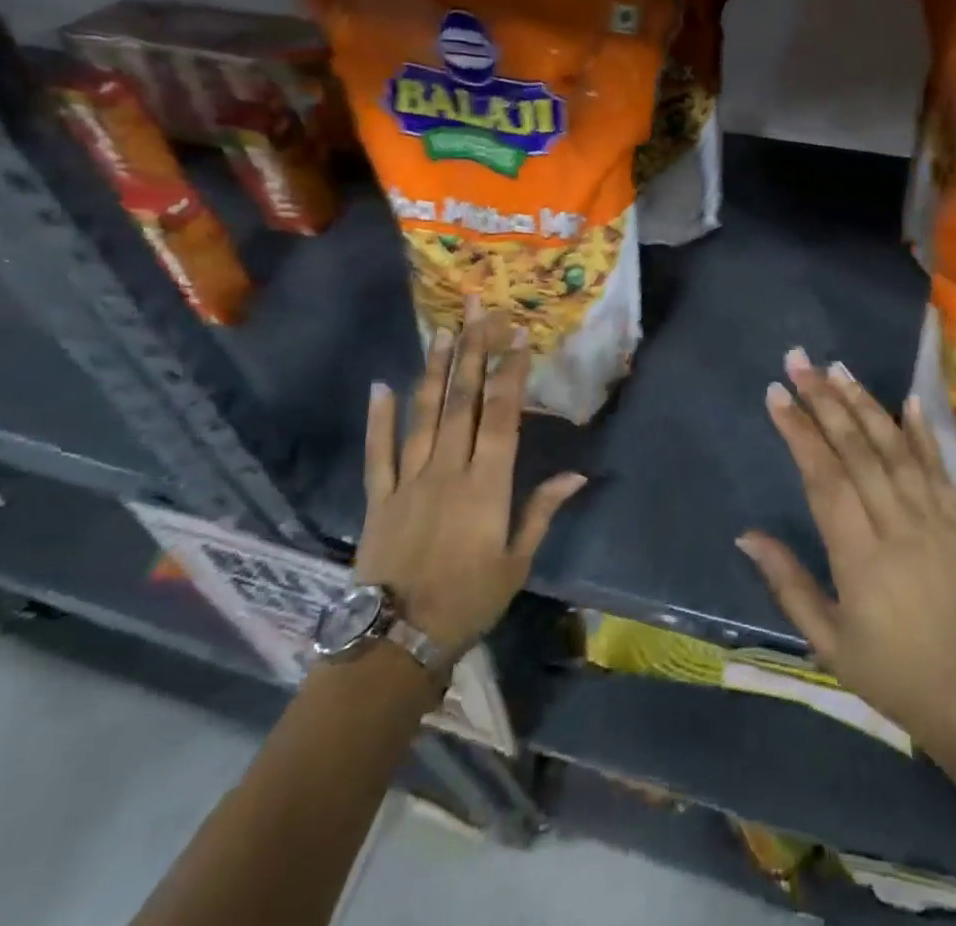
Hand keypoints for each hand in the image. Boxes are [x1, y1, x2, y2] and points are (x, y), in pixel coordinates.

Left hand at [353, 310, 586, 655]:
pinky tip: (382, 385)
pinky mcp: (378, 497)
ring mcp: (408, 480)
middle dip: (473, 352)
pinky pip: (379, 451)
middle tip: (478, 311)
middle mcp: (448, 470)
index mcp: (486, 485)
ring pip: (424, 415)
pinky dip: (380, 418)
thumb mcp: (516, 562)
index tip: (517, 335)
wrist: (395, 643)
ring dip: (434, 370)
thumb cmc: (467, 602)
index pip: (501, 415)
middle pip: (462, 401)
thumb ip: (542, 511)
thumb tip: (577, 474)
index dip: (509, 372)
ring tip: (442, 331)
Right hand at [737, 348, 955, 799]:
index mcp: (860, 556)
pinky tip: (907, 398)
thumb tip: (746, 535)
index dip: (798, 431)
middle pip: (856, 449)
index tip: (776, 394)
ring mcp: (935, 519)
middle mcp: (897, 524)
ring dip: (865, 403)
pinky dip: (922, 431)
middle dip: (823, 400)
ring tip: (838, 368)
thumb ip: (788, 583)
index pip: (823, 477)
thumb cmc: (893, 675)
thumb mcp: (829, 642)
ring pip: (895, 447)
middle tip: (799, 361)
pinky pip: (938, 467)